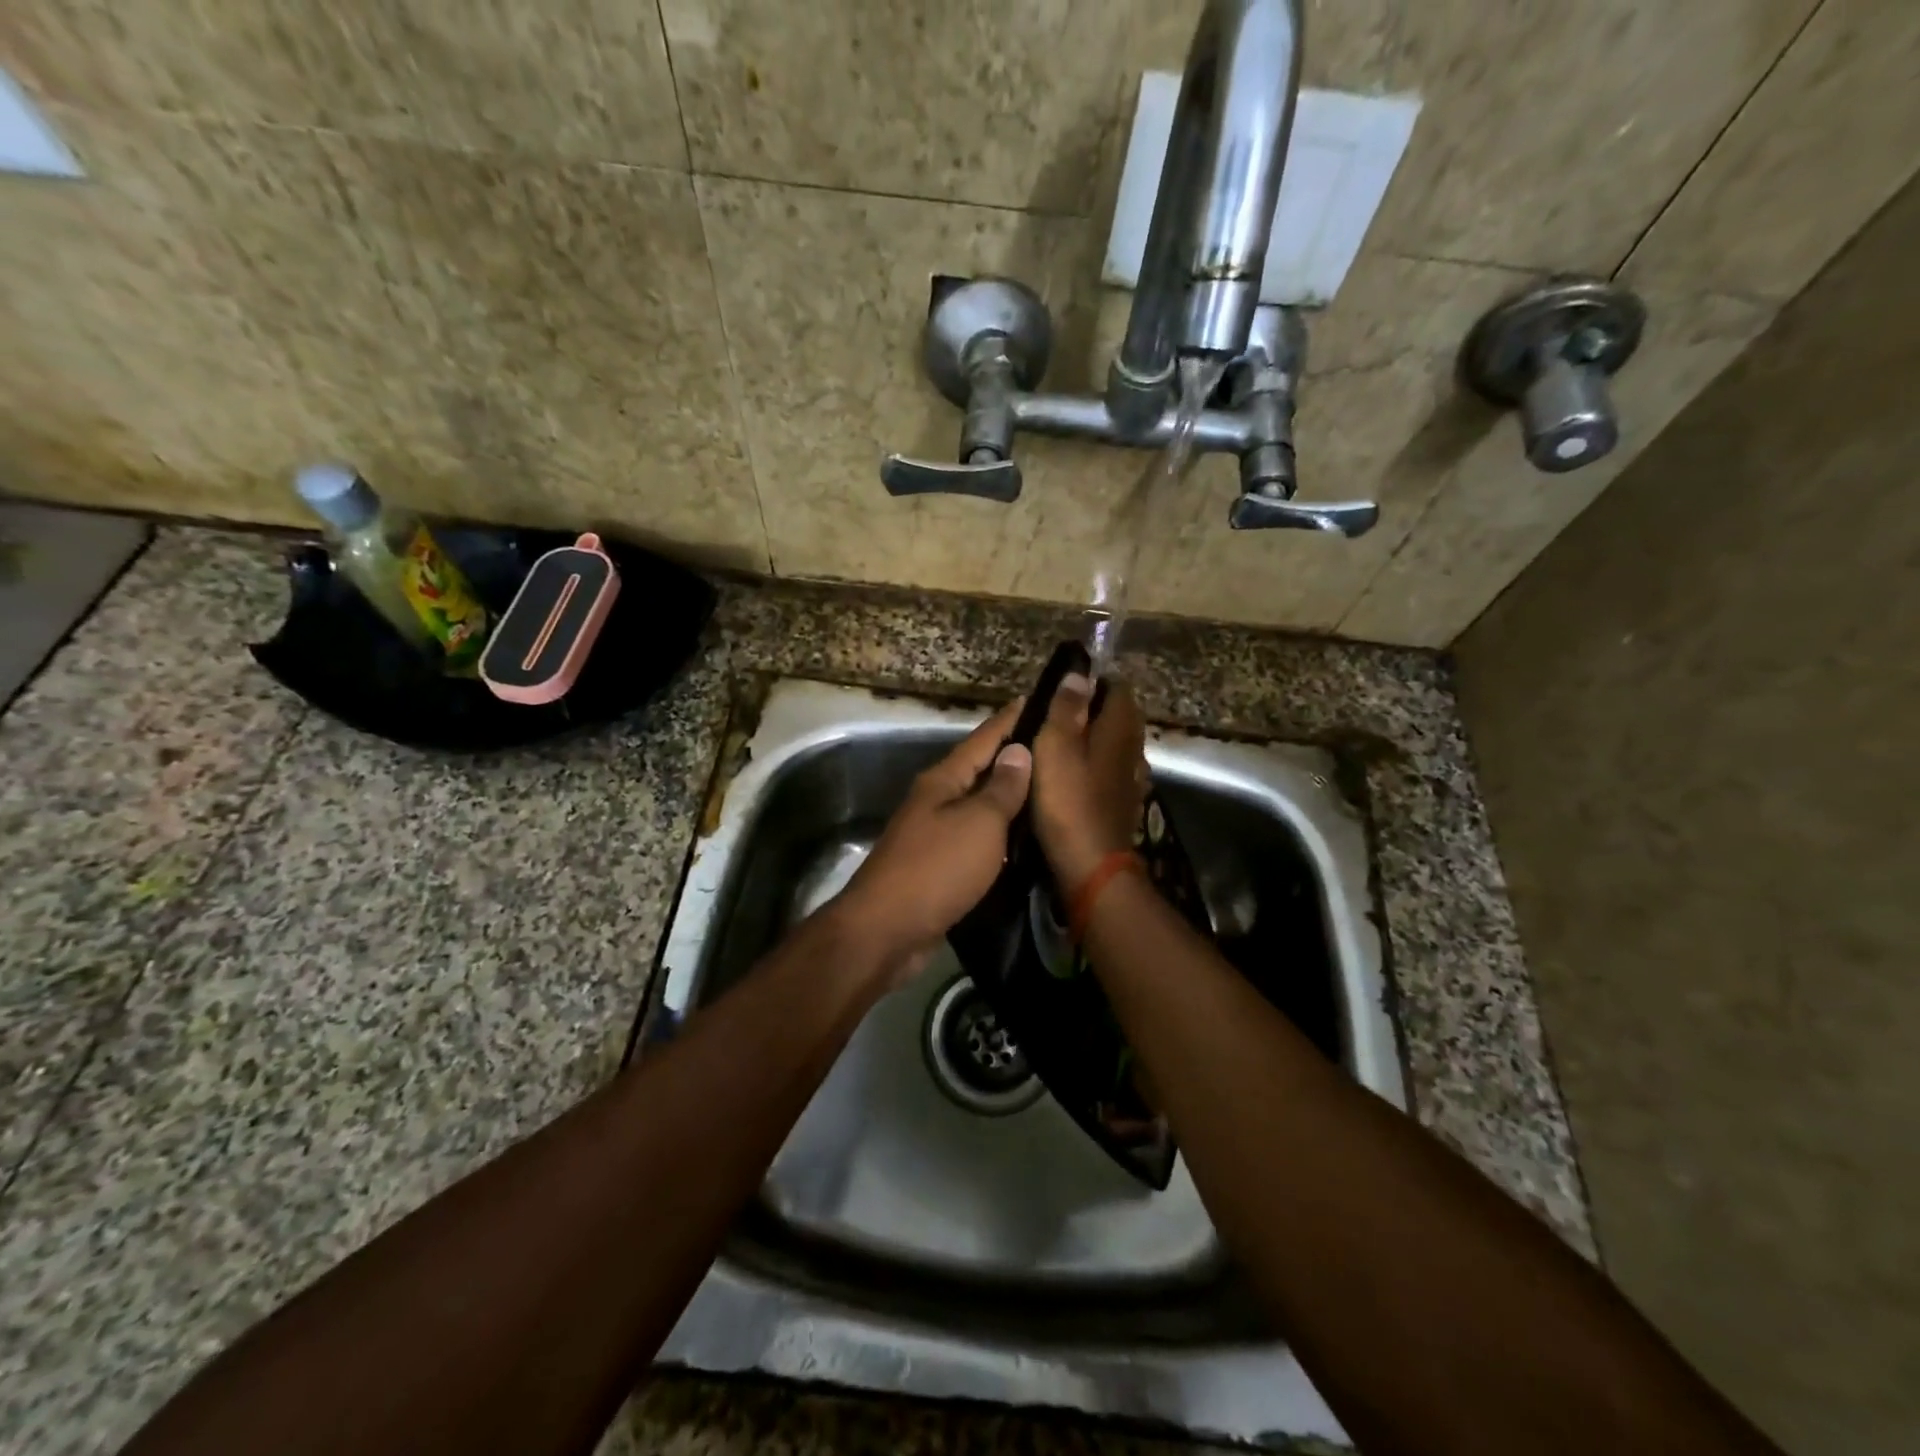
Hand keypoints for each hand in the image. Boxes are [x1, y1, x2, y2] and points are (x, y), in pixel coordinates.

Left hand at [827, 697, 1032, 984]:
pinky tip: (1023, 839)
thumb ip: (1001, 789)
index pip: (984, 738)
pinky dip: (999, 833)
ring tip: (1048, 789)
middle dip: (1014, 757)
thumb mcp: (978, 823)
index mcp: (943, 780)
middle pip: (980, 770)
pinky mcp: (937, 866)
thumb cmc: (936, 869)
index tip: (1037, 698)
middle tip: (1056, 748)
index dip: (1010, 719)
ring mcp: (933, 833)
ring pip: (979, 805)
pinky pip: (976, 838)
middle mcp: (936, 799)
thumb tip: (1018, 751)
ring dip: (1008, 797)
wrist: (886, 931)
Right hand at [1031, 673, 1148, 889]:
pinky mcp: (1123, 804)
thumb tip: (1079, 675)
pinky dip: (1094, 767)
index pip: (1119, 689)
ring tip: (1058, 746)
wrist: (1091, 864)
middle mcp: (1133, 749)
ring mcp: (1132, 779)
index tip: (1064, 689)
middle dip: (1093, 711)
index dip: (1094, 683)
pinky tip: (1073, 778)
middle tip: (1054, 717)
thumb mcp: (1055, 745)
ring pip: (1115, 746)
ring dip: (1093, 741)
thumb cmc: (1068, 799)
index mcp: (1120, 728)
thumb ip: (1067, 708)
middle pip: (1119, 717)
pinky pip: (1110, 772)